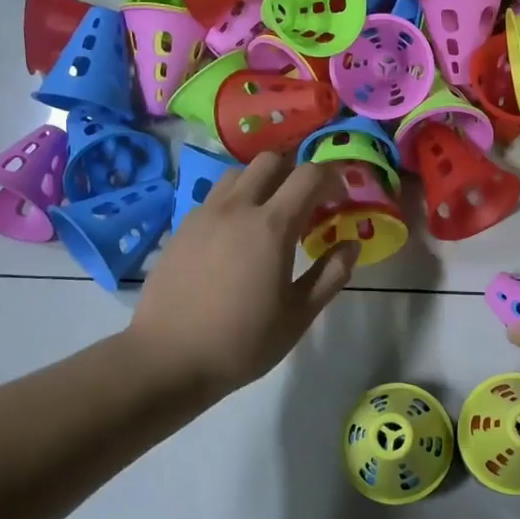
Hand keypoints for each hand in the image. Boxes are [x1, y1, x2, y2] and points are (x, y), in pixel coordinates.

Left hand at [127, 152, 356, 396]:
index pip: (309, 176)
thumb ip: (331, 275)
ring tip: (270, 214)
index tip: (340, 200)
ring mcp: (204, 215)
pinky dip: (235, 201)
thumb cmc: (242, 341)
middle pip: (270, 161)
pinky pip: (214, 197)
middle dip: (295, 172)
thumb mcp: (299, 315)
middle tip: (306, 203)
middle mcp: (236, 208)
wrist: (167, 357)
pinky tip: (236, 237)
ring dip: (262, 182)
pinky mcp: (181, 228)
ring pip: (238, 174)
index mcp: (271, 226)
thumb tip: (351, 244)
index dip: (332, 179)